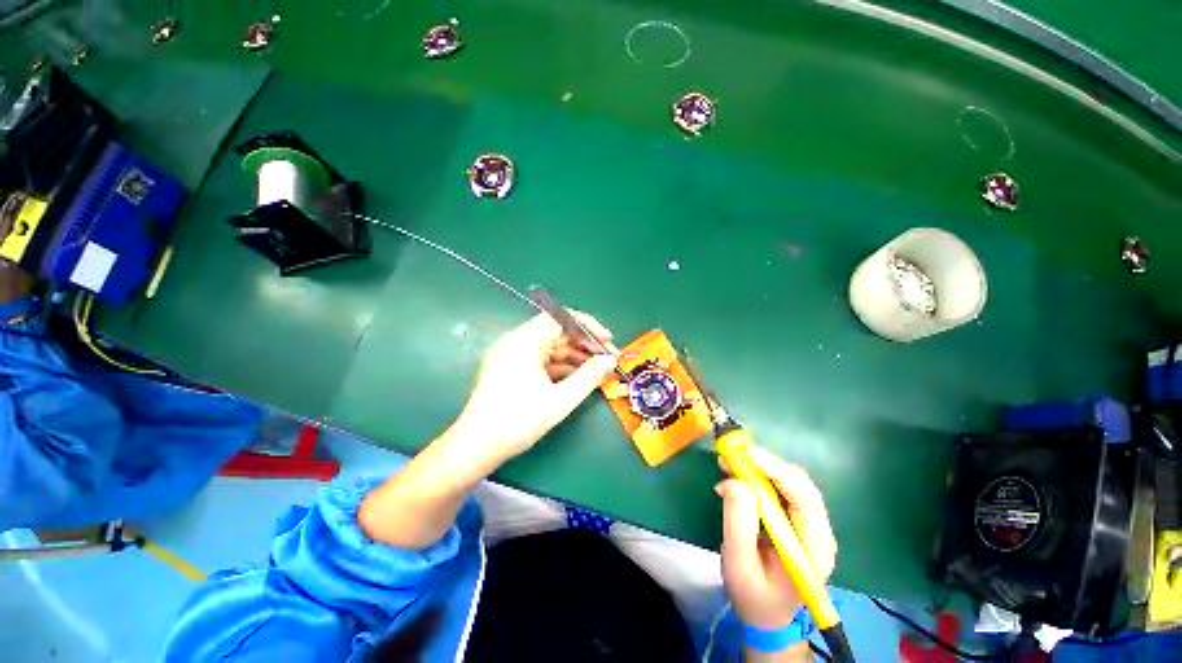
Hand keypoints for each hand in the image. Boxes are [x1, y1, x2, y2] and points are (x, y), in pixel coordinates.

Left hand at [447, 311, 618, 463]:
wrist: (476, 447)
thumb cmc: (518, 421)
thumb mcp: (560, 400)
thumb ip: (589, 377)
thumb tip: (610, 361)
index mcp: (524, 341)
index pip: (561, 318)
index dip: (588, 327)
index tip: (608, 340)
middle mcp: (516, 341)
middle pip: (557, 332)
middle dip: (584, 343)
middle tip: (607, 357)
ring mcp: (511, 354)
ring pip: (550, 346)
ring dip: (574, 355)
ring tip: (598, 369)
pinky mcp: (510, 368)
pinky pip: (541, 359)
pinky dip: (560, 365)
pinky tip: (578, 376)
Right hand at [716, 447, 837, 630]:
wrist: (767, 614)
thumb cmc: (753, 595)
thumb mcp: (738, 564)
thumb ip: (737, 523)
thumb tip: (733, 481)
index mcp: (814, 550)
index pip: (805, 499)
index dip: (777, 470)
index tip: (747, 453)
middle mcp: (820, 532)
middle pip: (800, 484)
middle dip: (766, 464)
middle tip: (731, 455)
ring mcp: (812, 524)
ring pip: (791, 481)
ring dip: (761, 467)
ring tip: (729, 462)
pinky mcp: (799, 519)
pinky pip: (782, 487)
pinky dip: (759, 475)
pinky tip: (739, 474)